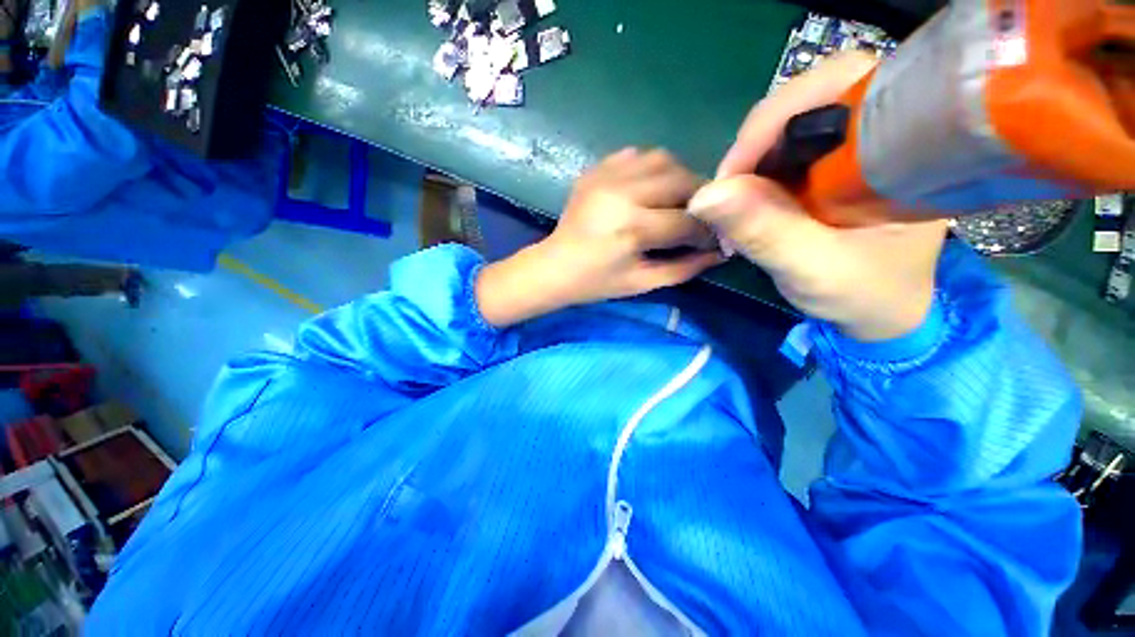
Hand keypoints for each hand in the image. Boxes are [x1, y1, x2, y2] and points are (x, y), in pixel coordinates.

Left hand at [477, 148, 722, 326]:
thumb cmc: (597, 282)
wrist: (554, 267)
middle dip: (699, 198)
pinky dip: (652, 169)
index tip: (714, 238)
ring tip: (675, 202)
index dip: (708, 231)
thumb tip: (721, 251)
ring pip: (663, 159)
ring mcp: (606, 176)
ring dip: (678, 178)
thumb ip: (685, 268)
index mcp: (633, 229)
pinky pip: (637, 155)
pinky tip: (648, 190)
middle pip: (682, 180)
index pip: (688, 221)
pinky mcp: (596, 169)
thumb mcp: (642, 283)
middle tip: (698, 216)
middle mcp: (623, 194)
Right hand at [690, 53, 947, 341]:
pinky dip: (752, 176)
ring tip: (731, 208)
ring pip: (786, 126)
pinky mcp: (829, 163)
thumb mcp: (815, 269)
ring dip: (749, 164)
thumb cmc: (866, 294)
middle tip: (726, 195)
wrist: (882, 310)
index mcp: (907, 142)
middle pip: (805, 99)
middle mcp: (882, 129)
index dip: (777, 117)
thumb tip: (703, 196)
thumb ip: (765, 232)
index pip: (839, 83)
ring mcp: (852, 145)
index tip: (733, 176)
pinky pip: (780, 152)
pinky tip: (744, 206)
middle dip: (755, 145)